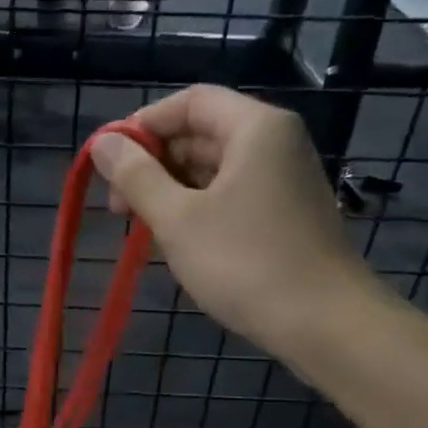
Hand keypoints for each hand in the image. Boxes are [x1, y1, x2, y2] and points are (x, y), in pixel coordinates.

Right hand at [90, 86, 381, 354]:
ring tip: (143, 229)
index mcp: (255, 128)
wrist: (324, 324)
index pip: (189, 102)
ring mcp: (284, 179)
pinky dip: (198, 209)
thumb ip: (136, 176)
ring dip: (172, 190)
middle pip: (202, 133)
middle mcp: (275, 143)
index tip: (110, 163)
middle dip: (154, 164)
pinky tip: (176, 240)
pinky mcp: (285, 214)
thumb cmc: (245, 263)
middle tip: (119, 207)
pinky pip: (232, 194)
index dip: (143, 125)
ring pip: (214, 168)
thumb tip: (103, 143)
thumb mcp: (178, 219)